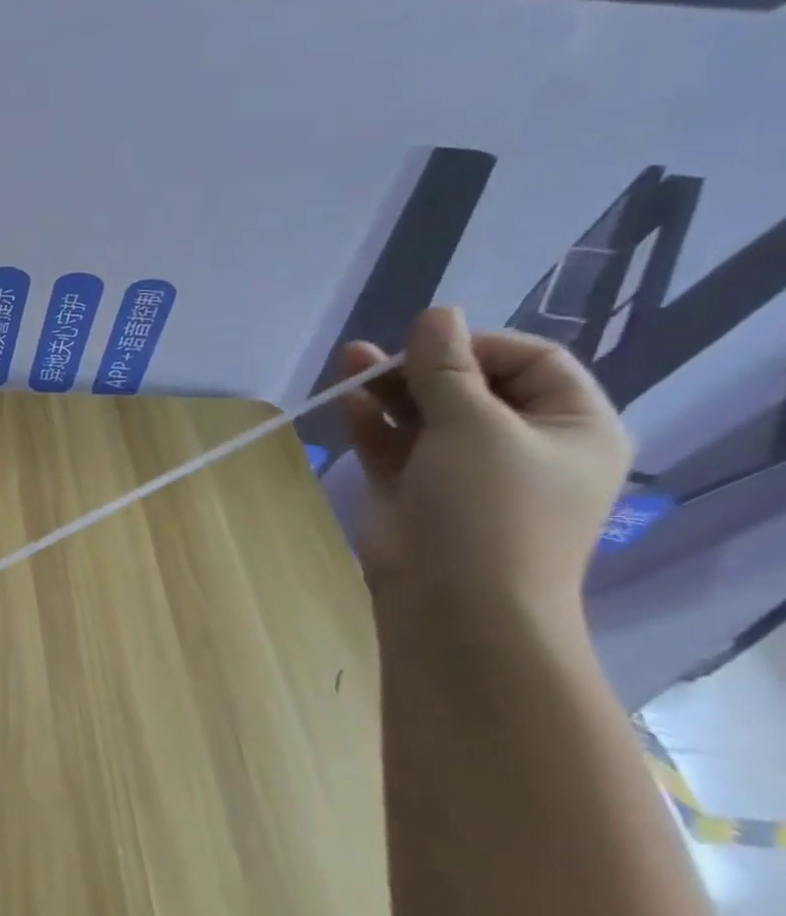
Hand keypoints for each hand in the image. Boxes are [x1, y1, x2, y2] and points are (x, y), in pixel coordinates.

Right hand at [339, 307, 630, 615]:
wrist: (453, 602)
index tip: (429, 344)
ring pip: (423, 412)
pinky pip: (392, 443)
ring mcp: (460, 468)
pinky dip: (371, 421)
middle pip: (470, 384)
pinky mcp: (412, 488)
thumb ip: (449, 370)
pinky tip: (346, 399)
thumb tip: (437, 313)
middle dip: (423, 365)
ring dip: (388, 386)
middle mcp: (518, 444)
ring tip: (350, 361)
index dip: (477, 344)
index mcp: (568, 427)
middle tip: (378, 355)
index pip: (530, 361)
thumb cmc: (488, 509)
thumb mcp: (476, 428)